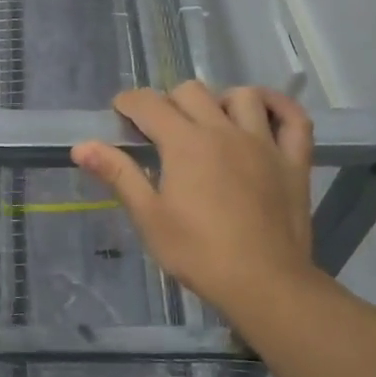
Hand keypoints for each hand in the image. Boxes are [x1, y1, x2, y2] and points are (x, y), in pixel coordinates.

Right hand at [72, 82, 324, 317]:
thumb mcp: (149, 217)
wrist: (265, 284)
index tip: (119, 116)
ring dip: (219, 101)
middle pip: (191, 91)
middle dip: (169, 102)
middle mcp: (223, 130)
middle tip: (160, 131)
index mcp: (185, 143)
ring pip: (241, 96)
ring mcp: (263, 142)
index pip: (148, 103)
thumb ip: (118, 174)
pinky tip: (264, 109)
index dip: (128, 103)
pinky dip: (279, 106)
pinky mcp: (293, 160)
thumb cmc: (199, 253)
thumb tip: (81, 145)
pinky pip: (294, 118)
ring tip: (210, 122)